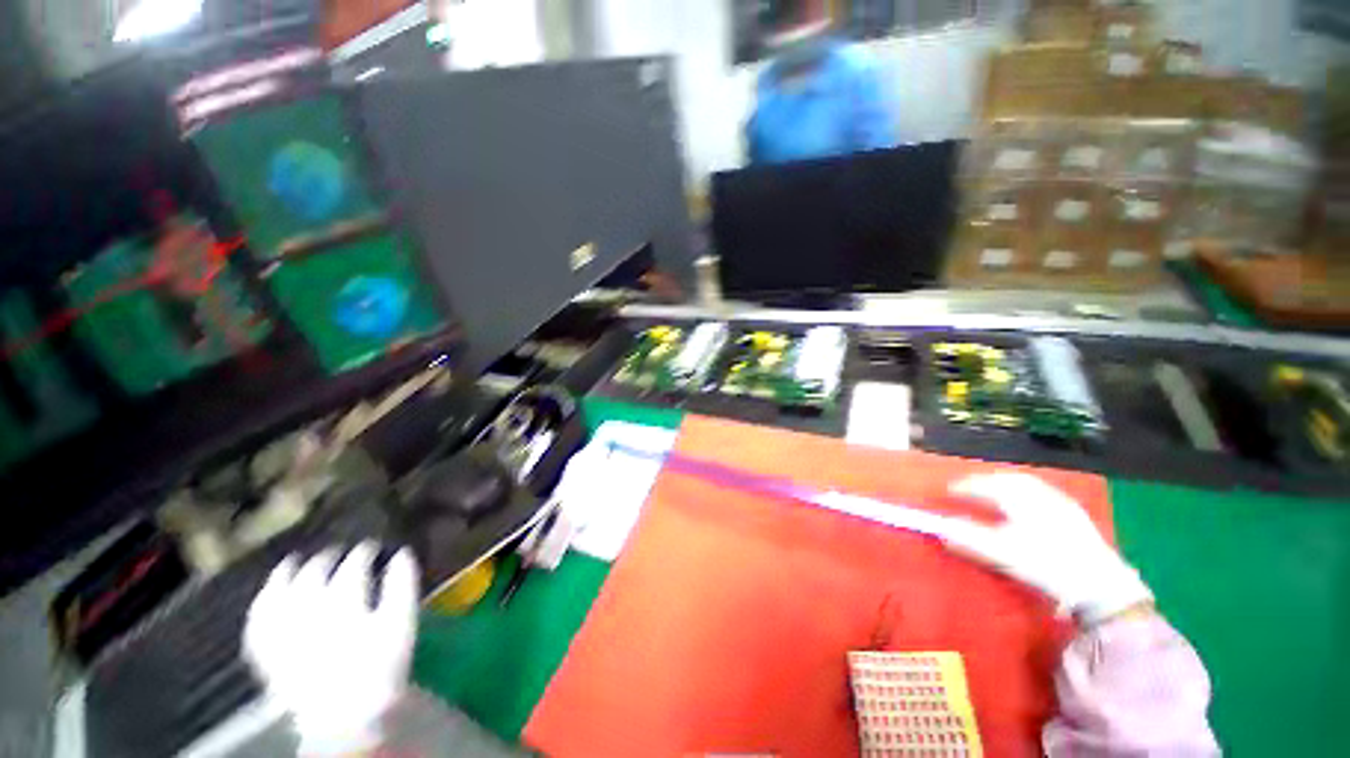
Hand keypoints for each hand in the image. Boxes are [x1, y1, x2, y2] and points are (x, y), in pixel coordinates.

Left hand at [244, 542, 418, 755]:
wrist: (346, 718)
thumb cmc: (381, 667)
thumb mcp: (402, 623)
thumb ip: (403, 585)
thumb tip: (403, 554)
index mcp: (345, 600)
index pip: (353, 566)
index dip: (364, 553)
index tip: (372, 547)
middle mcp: (307, 610)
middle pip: (315, 573)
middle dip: (327, 558)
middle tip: (338, 552)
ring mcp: (282, 630)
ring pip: (279, 591)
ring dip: (287, 573)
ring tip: (294, 562)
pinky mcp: (266, 653)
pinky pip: (257, 621)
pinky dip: (261, 603)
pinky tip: (266, 596)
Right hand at [936, 473, 1152, 625]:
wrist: (1102, 587)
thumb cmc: (1047, 565)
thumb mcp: (1002, 552)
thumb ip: (968, 538)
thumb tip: (938, 528)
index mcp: (1021, 499)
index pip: (986, 486)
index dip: (966, 487)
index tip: (950, 491)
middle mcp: (1041, 495)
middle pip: (1009, 480)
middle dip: (986, 481)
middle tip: (970, 488)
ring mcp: (1062, 505)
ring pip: (1029, 486)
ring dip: (1007, 486)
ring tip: (994, 494)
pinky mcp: (1077, 518)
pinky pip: (1044, 495)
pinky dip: (1027, 495)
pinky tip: (1027, 506)